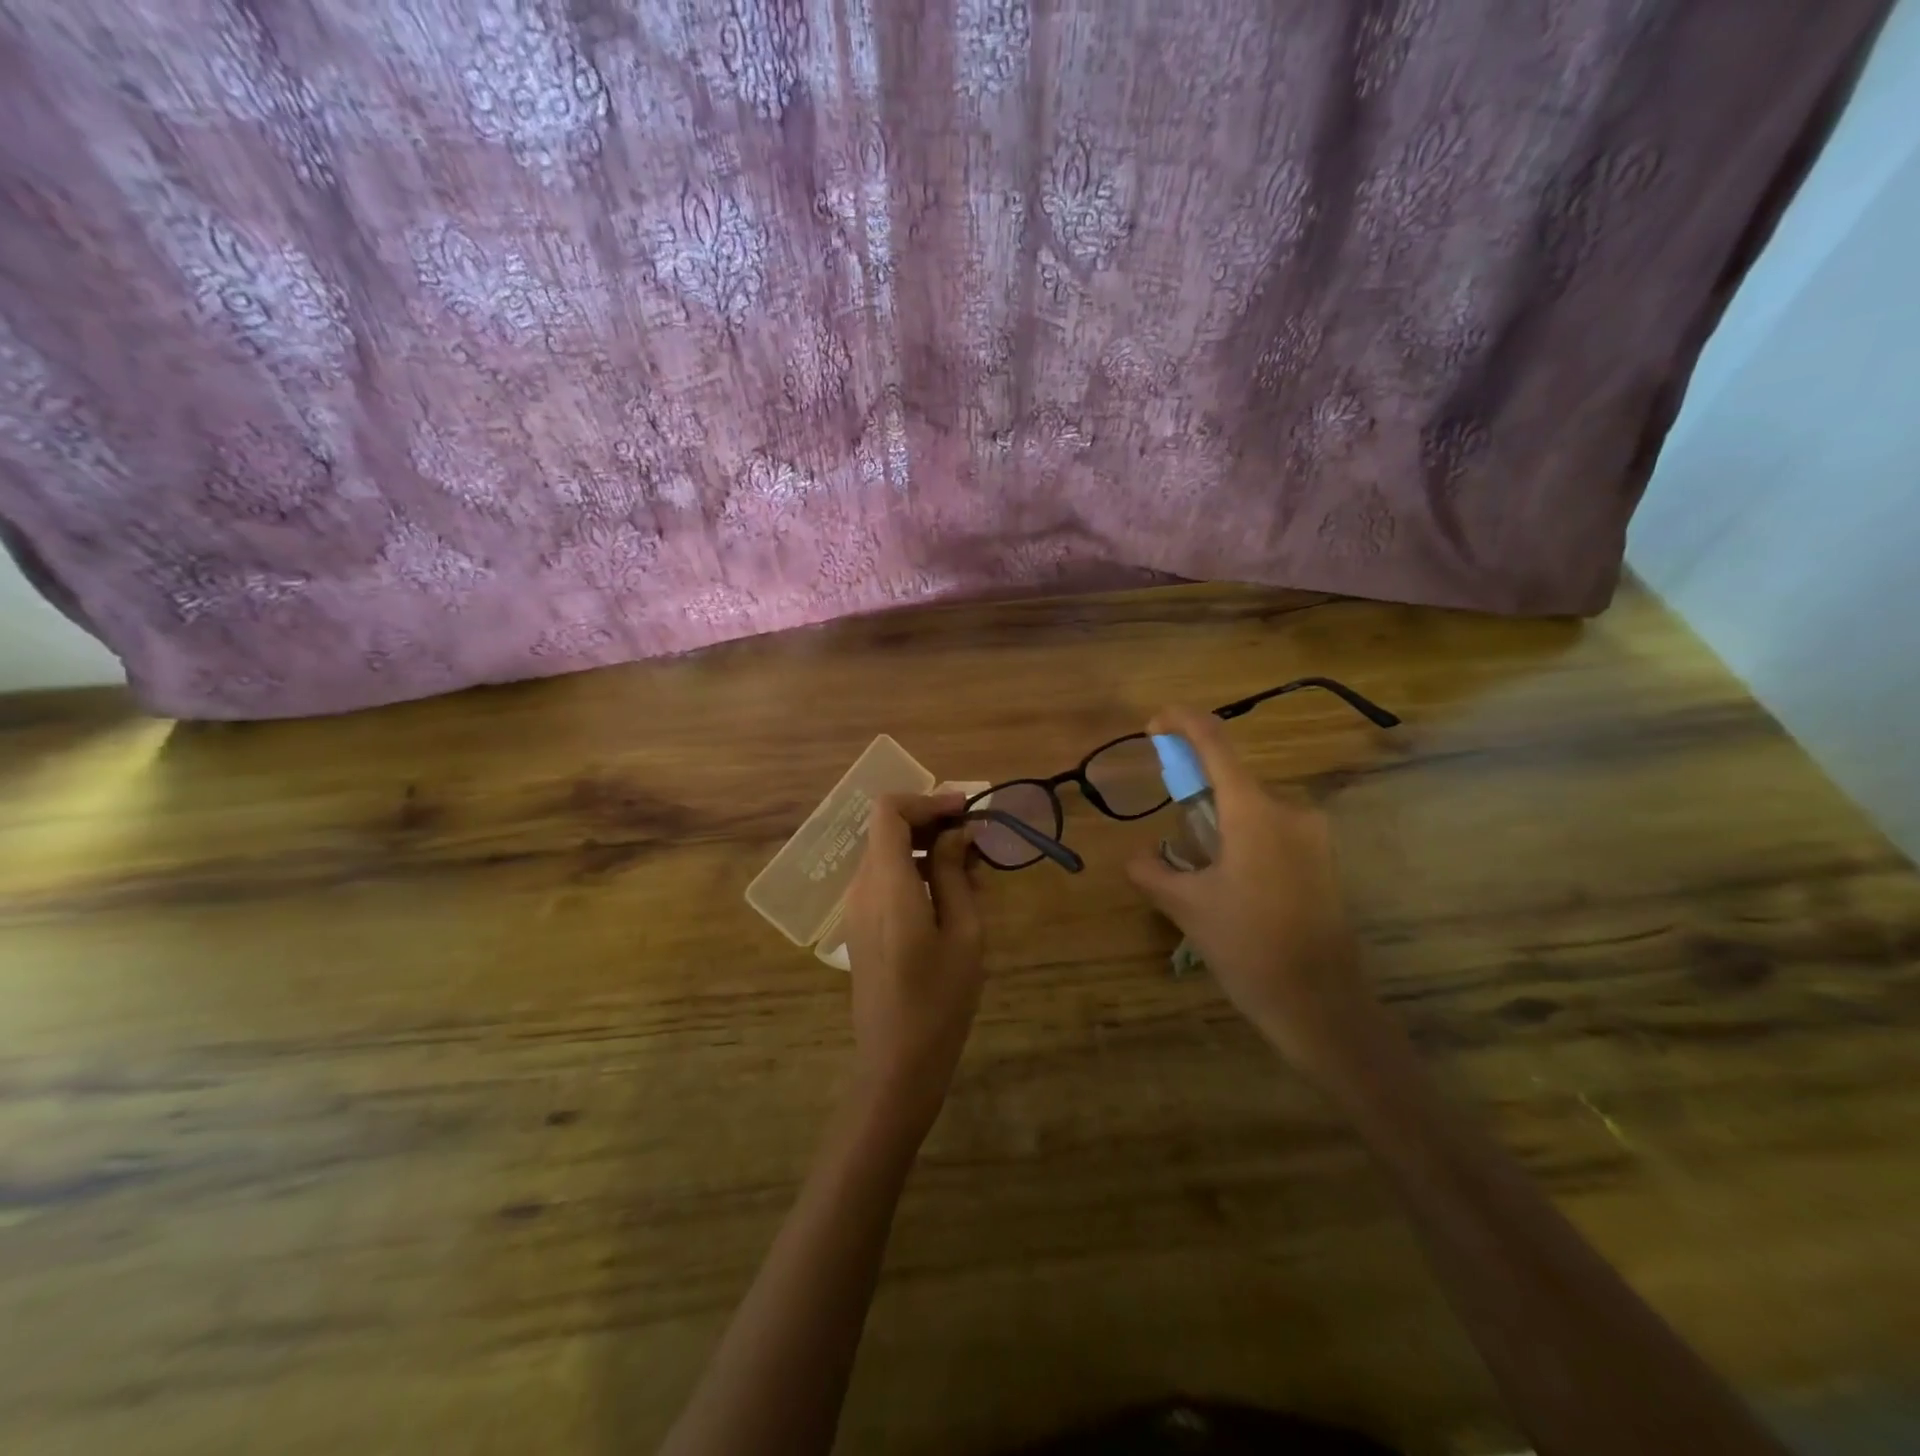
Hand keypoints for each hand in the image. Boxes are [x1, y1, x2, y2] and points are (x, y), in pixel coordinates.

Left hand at [842, 792, 985, 1133]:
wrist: (897, 1063)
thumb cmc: (939, 999)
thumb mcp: (964, 932)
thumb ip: (956, 874)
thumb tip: (957, 833)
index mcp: (886, 883)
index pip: (889, 811)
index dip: (927, 800)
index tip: (966, 810)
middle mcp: (862, 888)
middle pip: (888, 830)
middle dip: (933, 824)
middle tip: (978, 841)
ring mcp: (857, 909)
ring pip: (889, 855)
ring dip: (928, 850)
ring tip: (975, 873)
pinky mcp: (862, 927)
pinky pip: (886, 881)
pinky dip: (917, 873)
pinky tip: (952, 898)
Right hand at [1127, 705, 1383, 1092]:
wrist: (1322, 1005)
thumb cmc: (1248, 947)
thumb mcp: (1186, 907)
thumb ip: (1152, 871)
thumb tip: (1137, 857)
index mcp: (1253, 810)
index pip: (1214, 742)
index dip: (1183, 722)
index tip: (1154, 723)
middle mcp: (1289, 809)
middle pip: (1232, 780)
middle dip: (1196, 792)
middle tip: (1172, 833)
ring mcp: (1313, 835)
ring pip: (1252, 809)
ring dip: (1221, 824)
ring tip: (1202, 874)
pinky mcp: (1324, 860)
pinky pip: (1273, 832)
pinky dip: (1244, 841)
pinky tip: (1233, 886)